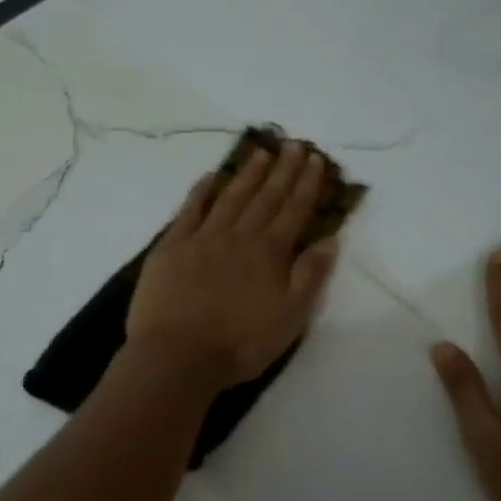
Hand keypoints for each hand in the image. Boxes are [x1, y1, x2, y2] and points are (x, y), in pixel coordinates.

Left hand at [127, 141, 341, 390]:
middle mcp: (238, 237)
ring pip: (230, 197)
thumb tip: (330, 239)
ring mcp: (202, 239)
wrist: (177, 356)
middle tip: (294, 144)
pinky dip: (201, 191)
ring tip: (261, 152)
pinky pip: (189, 210)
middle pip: (265, 197)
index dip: (307, 185)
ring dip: (247, 174)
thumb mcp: (289, 318)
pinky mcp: (171, 247)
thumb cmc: (239, 345)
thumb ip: (310, 276)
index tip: (316, 160)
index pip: (294, 211)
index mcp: (269, 254)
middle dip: (283, 170)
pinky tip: (210, 177)